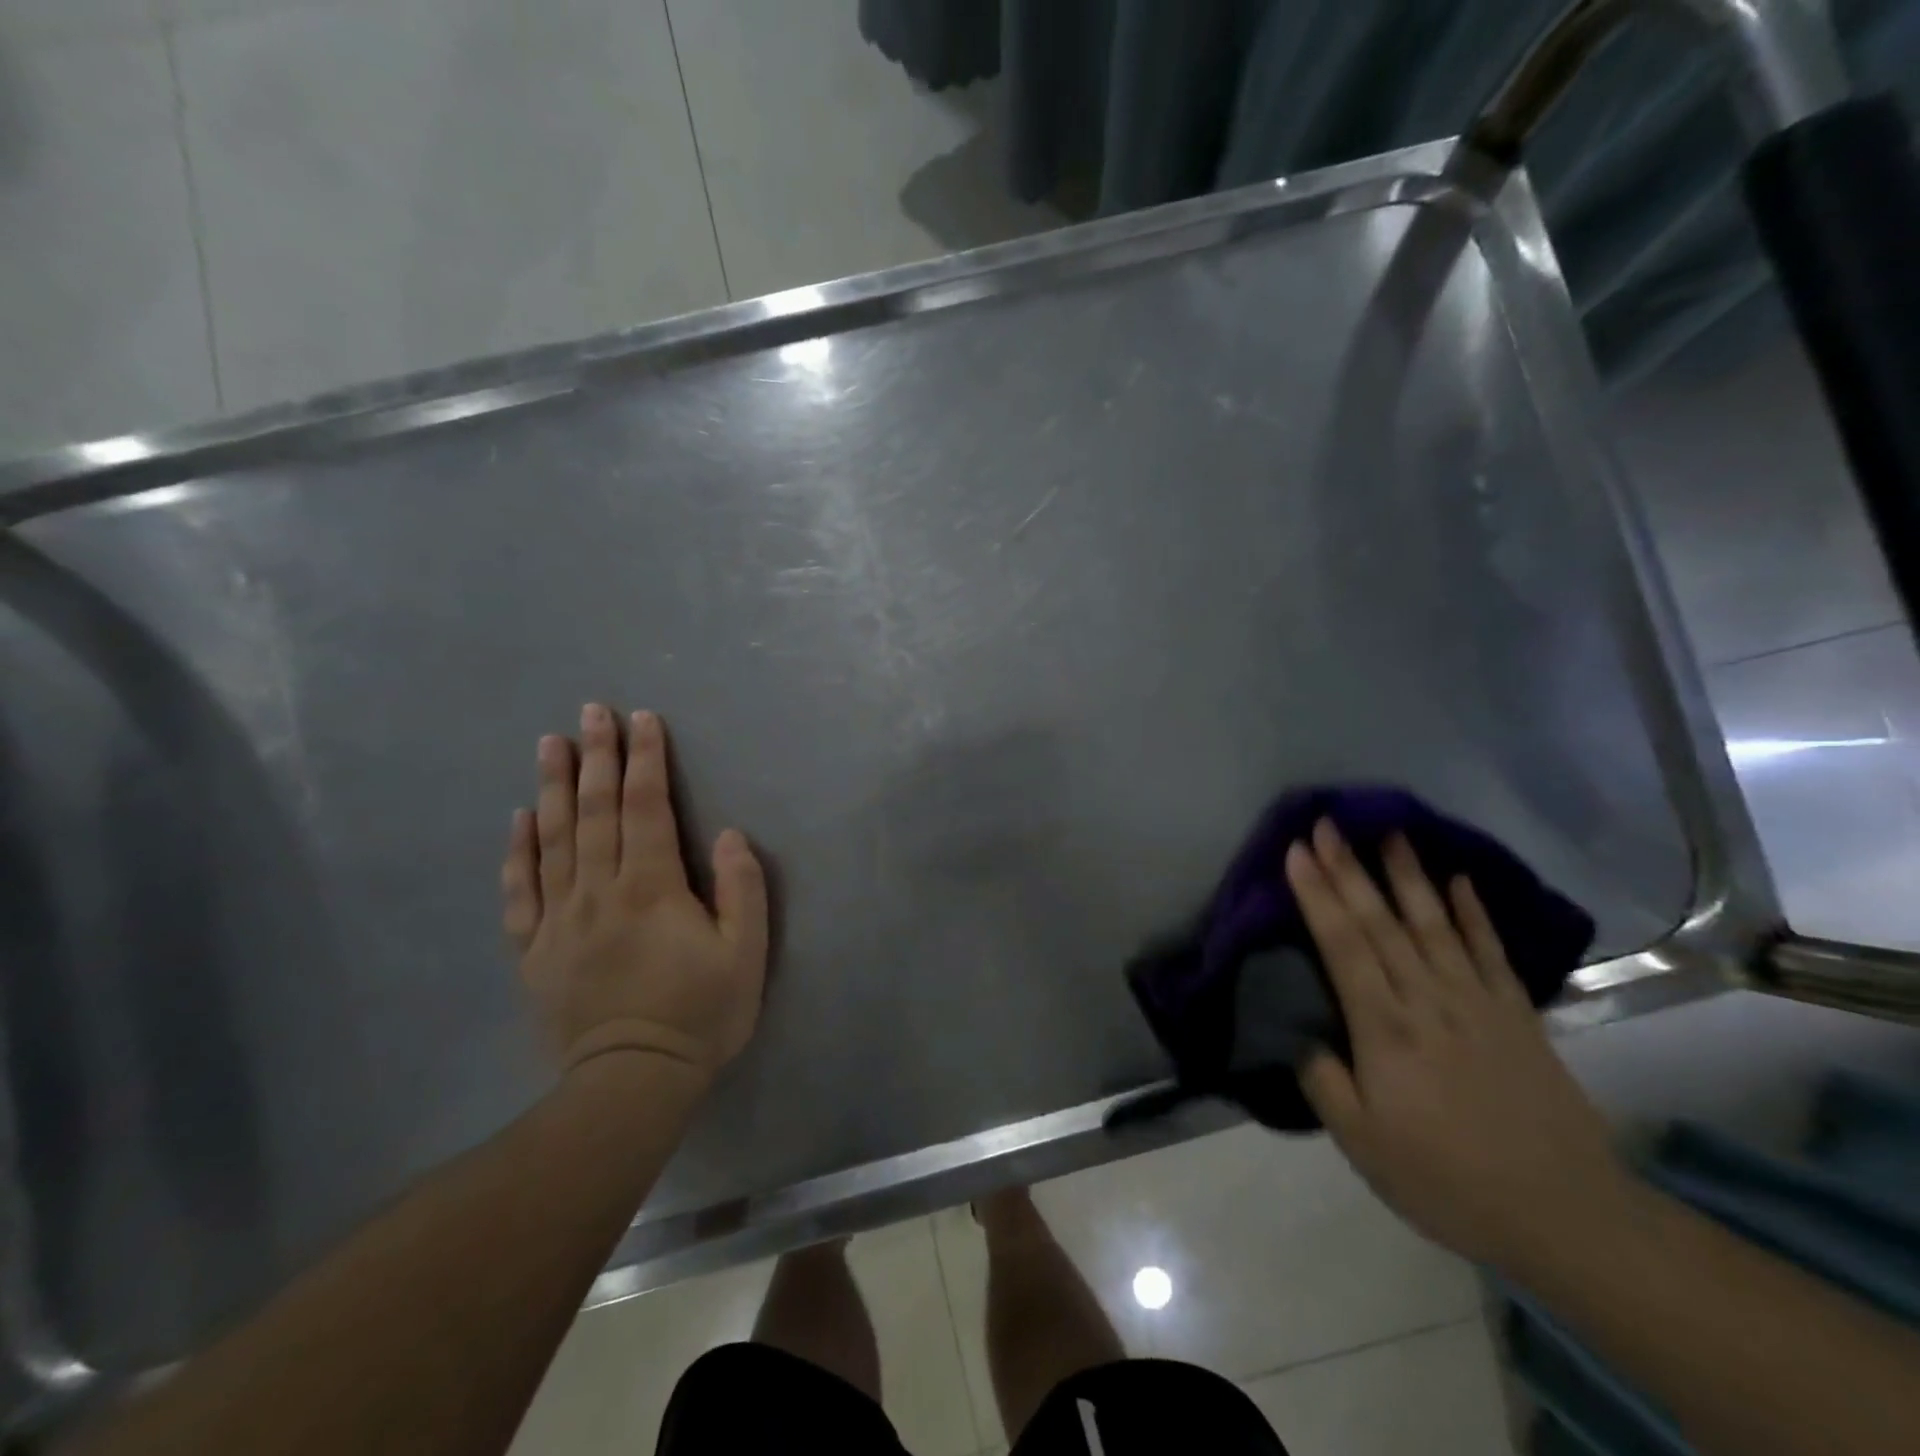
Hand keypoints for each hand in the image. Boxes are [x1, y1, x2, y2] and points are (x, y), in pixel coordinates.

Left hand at [501, 704, 768, 1087]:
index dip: (646, 760)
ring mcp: (559, 920)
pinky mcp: (534, 951)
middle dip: (597, 757)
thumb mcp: (745, 954)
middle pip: (596, 811)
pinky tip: (518, 820)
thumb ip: (740, 889)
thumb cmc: (699, 1015)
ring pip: (553, 840)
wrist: (631, 1083)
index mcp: (651, 887)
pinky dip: (518, 851)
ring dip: (554, 788)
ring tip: (550, 744)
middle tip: (591, 712)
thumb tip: (726, 834)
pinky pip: (521, 891)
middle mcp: (599, 891)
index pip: (647, 808)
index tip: (642, 720)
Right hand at [1284, 820, 1637, 1274]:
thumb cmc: (1446, 1180)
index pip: (1342, 945)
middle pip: (1381, 922)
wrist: (1566, 1215)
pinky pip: (1490, 950)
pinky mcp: (1516, 1013)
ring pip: (1433, 923)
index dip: (1317, 894)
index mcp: (1384, 1028)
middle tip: (1327, 823)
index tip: (1297, 850)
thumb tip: (1298, 1032)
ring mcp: (1477, 1001)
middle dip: (1349, 869)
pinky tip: (1458, 880)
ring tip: (1389, 830)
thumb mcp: (1362, 1145)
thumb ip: (1323, 1081)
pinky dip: (1473, 912)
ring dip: (1407, 874)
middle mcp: (1427, 999)